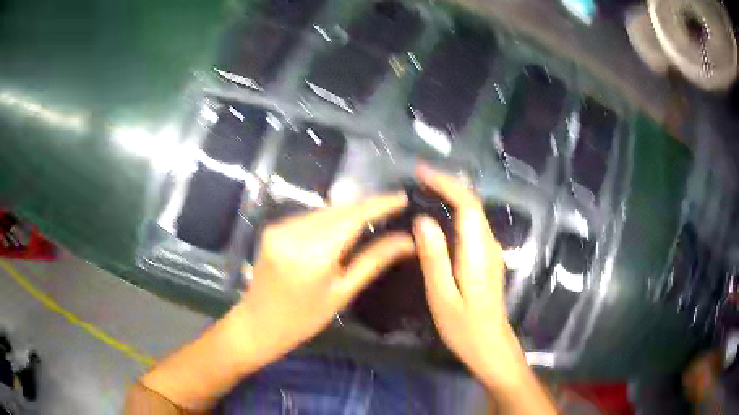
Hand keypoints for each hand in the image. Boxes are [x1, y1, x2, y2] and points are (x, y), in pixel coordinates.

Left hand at [232, 193, 414, 361]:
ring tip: (372, 217)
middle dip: (365, 207)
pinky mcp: (272, 228)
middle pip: (338, 210)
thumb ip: (373, 261)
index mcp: (313, 254)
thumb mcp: (342, 293)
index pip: (353, 217)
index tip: (402, 197)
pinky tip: (340, 227)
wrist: (258, 324)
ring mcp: (279, 228)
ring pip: (323, 211)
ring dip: (347, 212)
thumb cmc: (304, 319)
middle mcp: (293, 233)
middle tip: (392, 207)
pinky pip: (308, 217)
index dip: (379, 204)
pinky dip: (328, 219)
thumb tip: (407, 241)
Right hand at [412, 166, 527, 390]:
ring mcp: (491, 251)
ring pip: (474, 213)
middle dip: (447, 184)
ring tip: (425, 191)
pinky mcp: (488, 259)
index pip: (466, 204)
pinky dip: (457, 212)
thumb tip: (422, 220)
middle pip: (473, 203)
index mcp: (478, 252)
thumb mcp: (442, 296)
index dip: (446, 183)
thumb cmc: (465, 327)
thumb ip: (433, 258)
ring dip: (452, 196)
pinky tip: (440, 217)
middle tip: (418, 179)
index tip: (421, 173)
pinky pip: (473, 225)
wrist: (491, 346)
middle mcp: (489, 245)